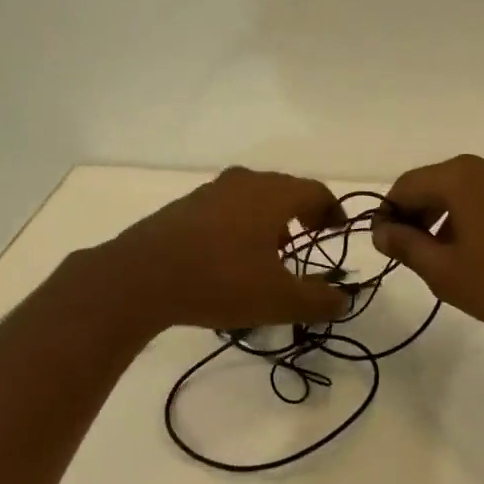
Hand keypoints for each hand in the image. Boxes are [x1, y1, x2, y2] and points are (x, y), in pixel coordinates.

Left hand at [97, 167, 352, 332]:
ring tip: (273, 251)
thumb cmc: (220, 280)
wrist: (140, 277)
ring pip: (252, 197)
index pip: (315, 191)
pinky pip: (226, 207)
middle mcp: (244, 182)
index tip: (338, 230)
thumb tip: (343, 300)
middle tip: (311, 236)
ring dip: (270, 218)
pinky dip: (241, 223)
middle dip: (302, 212)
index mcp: (272, 194)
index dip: (332, 210)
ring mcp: (210, 191)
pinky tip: (232, 255)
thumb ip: (317, 300)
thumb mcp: (278, 300)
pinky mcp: (183, 207)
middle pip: (284, 189)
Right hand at [374, 153, 483, 348]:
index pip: (407, 185)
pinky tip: (481, 251)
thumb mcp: (444, 271)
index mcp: (461, 176)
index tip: (384, 243)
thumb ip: (406, 245)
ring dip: (447, 217)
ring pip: (466, 191)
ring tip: (446, 257)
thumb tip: (381, 231)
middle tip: (412, 253)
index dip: (389, 213)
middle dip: (419, 215)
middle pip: (438, 183)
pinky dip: (476, 216)